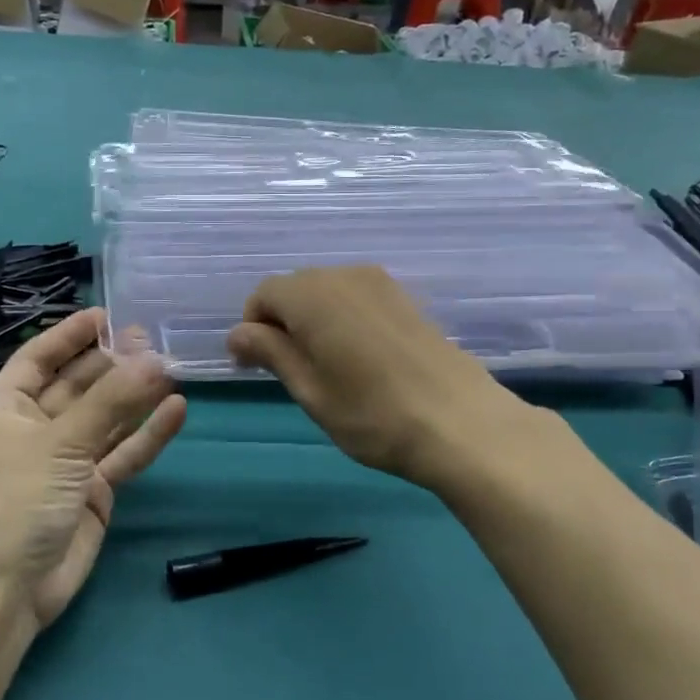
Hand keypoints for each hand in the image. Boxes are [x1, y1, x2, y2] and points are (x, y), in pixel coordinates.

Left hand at [0, 309, 185, 630]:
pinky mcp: (94, 488)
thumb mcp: (61, 441)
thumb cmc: (20, 498)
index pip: (38, 358)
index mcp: (7, 408)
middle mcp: (36, 428)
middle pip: (79, 385)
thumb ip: (111, 401)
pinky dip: (148, 434)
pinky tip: (177, 410)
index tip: (107, 314)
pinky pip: (124, 453)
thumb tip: (157, 359)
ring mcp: (67, 460)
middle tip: (153, 338)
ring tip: (171, 365)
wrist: (14, 586)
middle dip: (112, 363)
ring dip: (135, 396)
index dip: (69, 335)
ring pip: (106, 418)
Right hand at [227, 267, 554, 490]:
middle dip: (281, 322)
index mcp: (313, 295)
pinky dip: (342, 319)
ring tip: (324, 367)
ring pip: (327, 292)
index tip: (255, 367)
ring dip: (312, 321)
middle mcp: (344, 276)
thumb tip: (237, 333)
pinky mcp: (405, 299)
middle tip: (288, 371)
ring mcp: (380, 284)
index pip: (264, 294)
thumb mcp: (309, 390)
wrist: (461, 423)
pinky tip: (358, 359)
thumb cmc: (371, 414)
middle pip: (295, 288)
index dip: (252, 327)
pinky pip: (356, 298)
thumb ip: (271, 352)